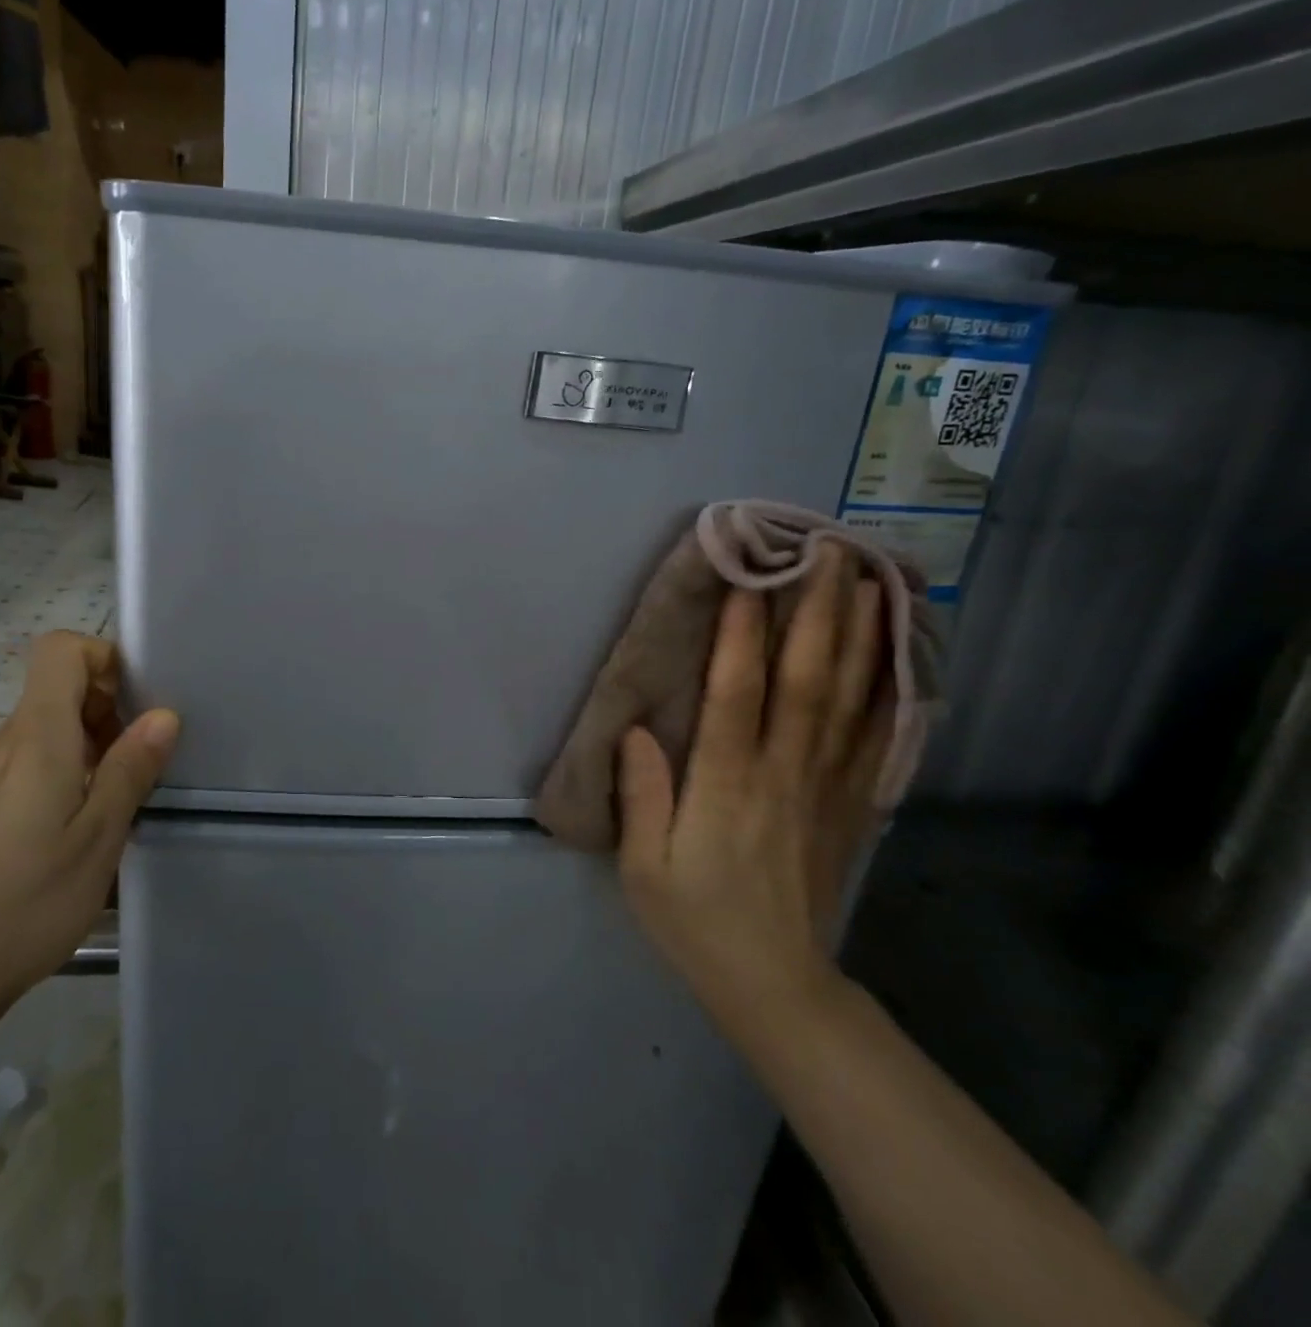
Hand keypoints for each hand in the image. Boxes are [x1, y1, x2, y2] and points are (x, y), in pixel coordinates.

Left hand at [0, 632, 178, 1021]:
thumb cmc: (25, 903)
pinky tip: (82, 824)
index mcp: (37, 737)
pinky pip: (33, 759)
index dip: (105, 658)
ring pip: (49, 725)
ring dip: (94, 742)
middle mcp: (7, 741)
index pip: (60, 650)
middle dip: (110, 707)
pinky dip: (69, 770)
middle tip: (141, 761)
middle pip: (60, 686)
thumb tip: (164, 715)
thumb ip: (131, 769)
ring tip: (119, 798)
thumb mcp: (97, 837)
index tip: (138, 703)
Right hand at [618, 544, 888, 1030]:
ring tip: (870, 578)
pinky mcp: (852, 804)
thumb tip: (637, 729)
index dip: (742, 636)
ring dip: (860, 635)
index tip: (748, 580)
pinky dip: (890, 689)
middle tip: (826, 551)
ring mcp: (828, 787)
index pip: (738, 696)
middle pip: (808, 681)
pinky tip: (897, 653)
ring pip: (850, 699)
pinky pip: (877, 738)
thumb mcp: (644, 867)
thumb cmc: (696, 919)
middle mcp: (784, 774)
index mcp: (727, 787)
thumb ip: (644, 796)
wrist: (776, 983)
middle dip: (817, 613)